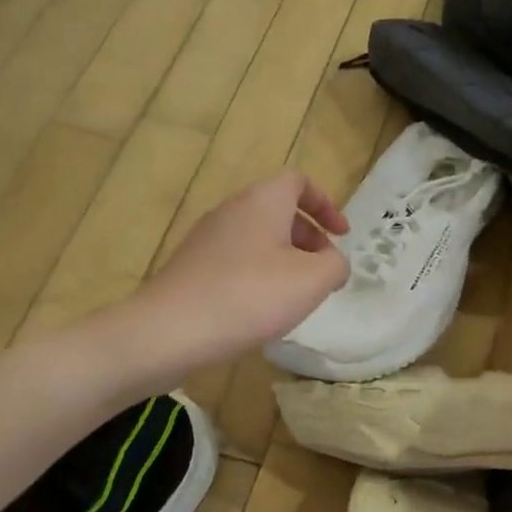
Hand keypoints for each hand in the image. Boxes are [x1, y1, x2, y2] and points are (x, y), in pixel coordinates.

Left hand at [138, 168, 349, 369]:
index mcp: (262, 201)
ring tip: (295, 294)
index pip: (298, 181)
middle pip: (279, 210)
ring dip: (284, 258)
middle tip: (323, 270)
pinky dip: (258, 273)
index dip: (325, 204)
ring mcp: (207, 237)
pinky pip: (236, 259)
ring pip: (257, 236)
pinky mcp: (192, 265)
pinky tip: (261, 309)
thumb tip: (332, 263)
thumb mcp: (312, 280)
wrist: (171, 330)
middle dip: (308, 236)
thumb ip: (336, 265)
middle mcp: (232, 209)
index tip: (341, 235)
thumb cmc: (250, 296)